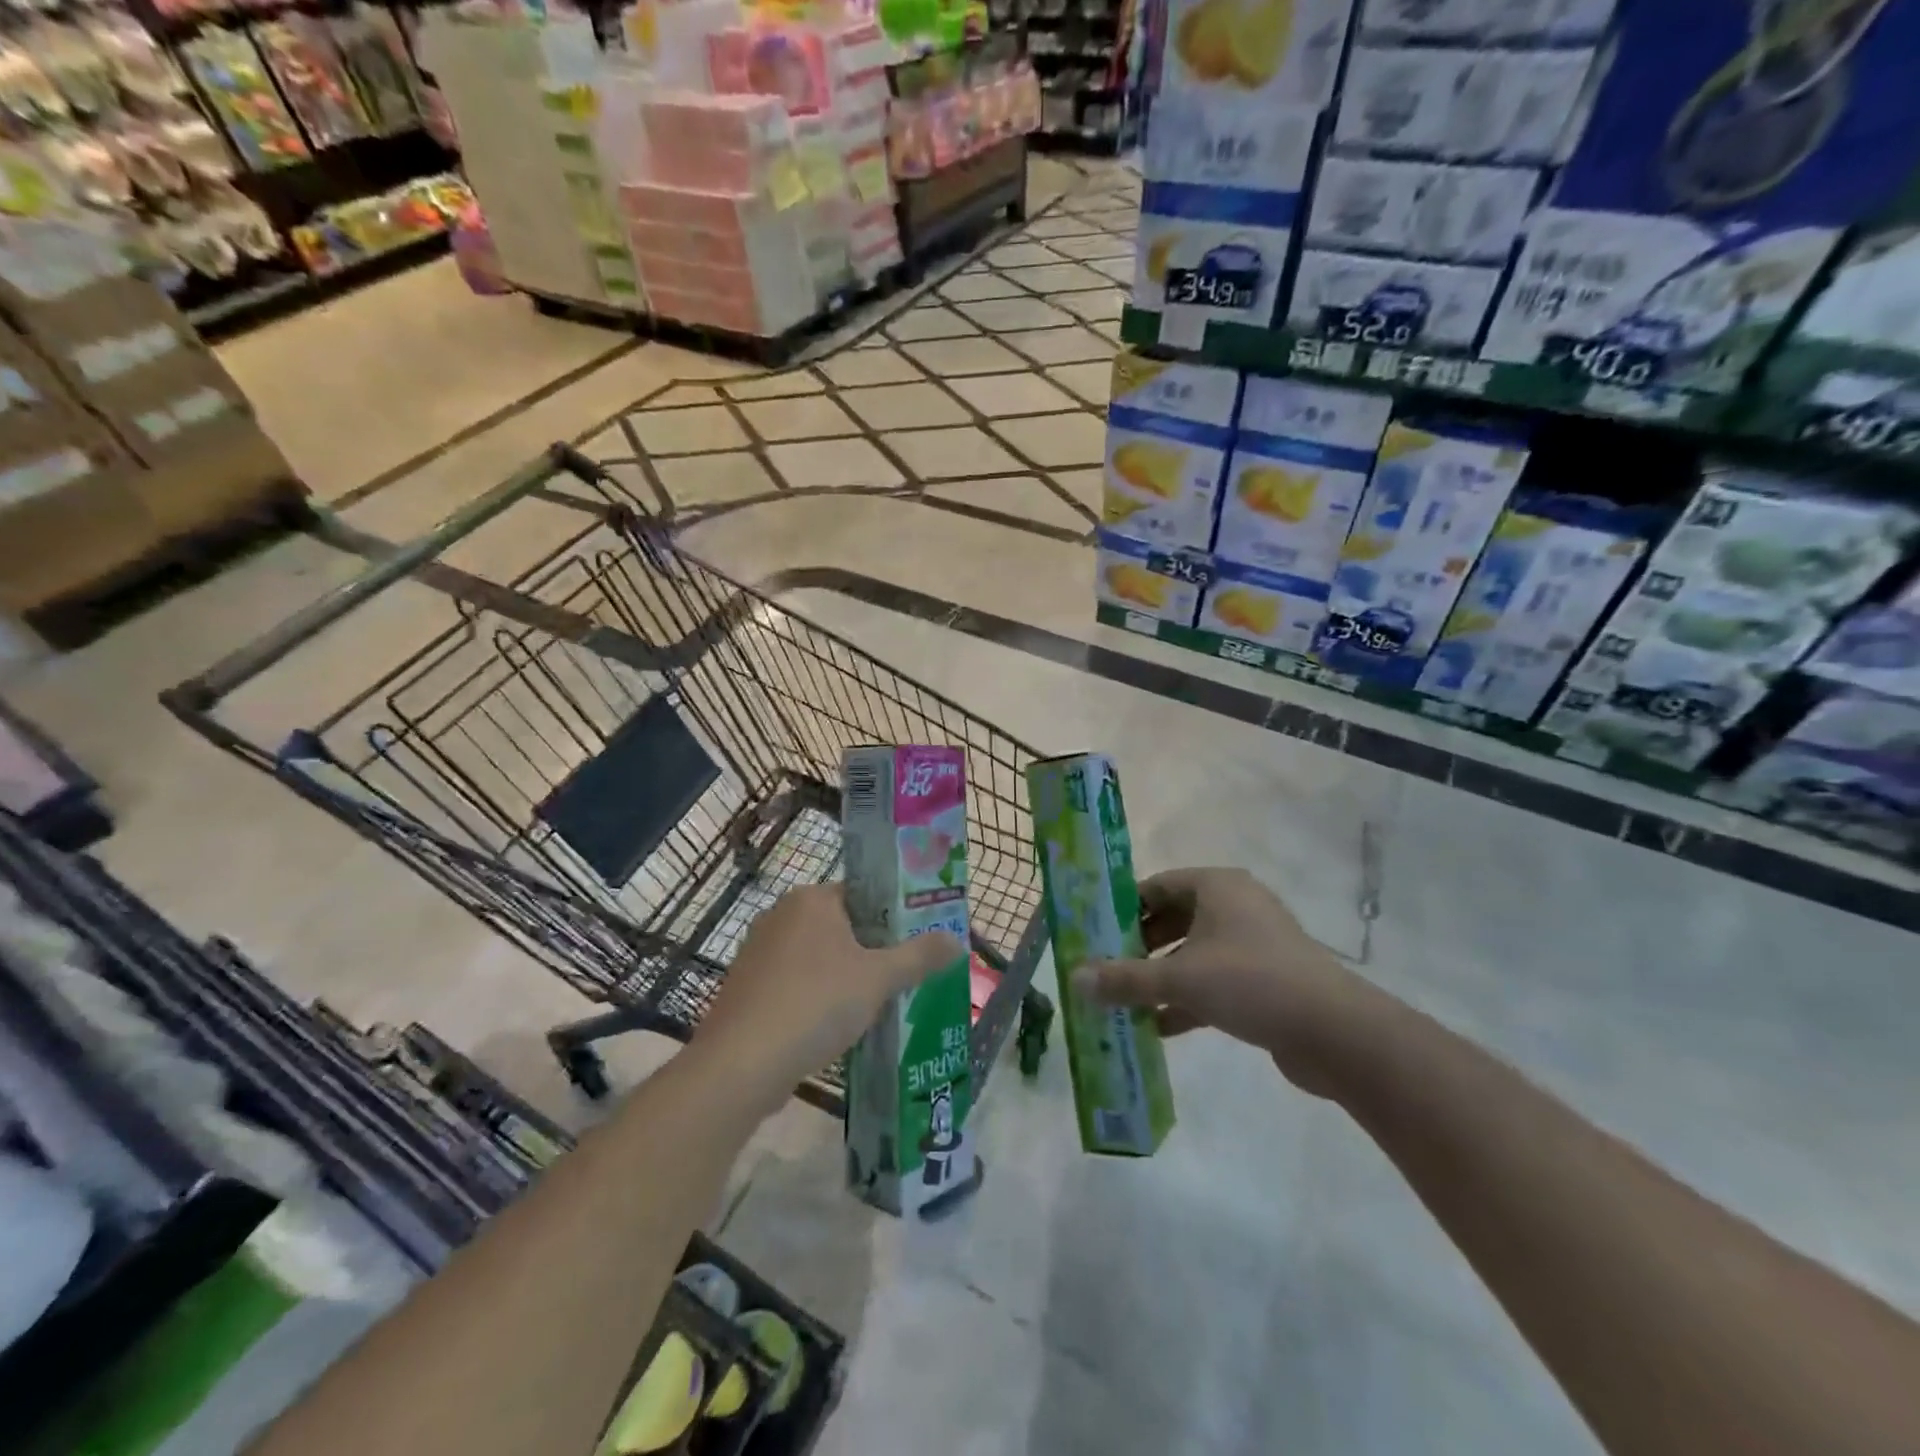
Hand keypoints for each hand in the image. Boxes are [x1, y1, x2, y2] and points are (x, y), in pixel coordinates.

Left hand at [694, 884, 960, 1106]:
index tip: (918, 942)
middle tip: (904, 976)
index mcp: (812, 899)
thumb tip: (959, 940)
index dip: (893, 917)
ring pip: (817, 957)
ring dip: (844, 977)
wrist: (742, 1064)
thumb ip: (920, 956)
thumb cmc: (816, 1004)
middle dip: (871, 951)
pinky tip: (835, 1025)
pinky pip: (794, 982)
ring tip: (876, 1004)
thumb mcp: (879, 979)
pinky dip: (816, 997)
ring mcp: (758, 951)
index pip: (863, 894)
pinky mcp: (748, 987)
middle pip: (841, 925)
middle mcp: (781, 914)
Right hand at [1076, 867, 1379, 1096]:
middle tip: (1105, 969)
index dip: (1123, 908)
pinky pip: (1214, 982)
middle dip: (1139, 947)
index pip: (1156, 886)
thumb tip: (1074, 978)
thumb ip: (1125, 978)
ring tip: (1124, 1001)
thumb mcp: (1178, 978)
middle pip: (1173, 920)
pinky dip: (1187, 999)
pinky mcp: (1265, 980)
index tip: (1095, 933)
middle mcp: (1235, 907)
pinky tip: (1158, 1027)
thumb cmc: (1250, 982)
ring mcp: (1253, 944)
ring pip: (1193, 954)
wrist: (1335, 1032)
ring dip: (1160, 977)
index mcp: (1216, 887)